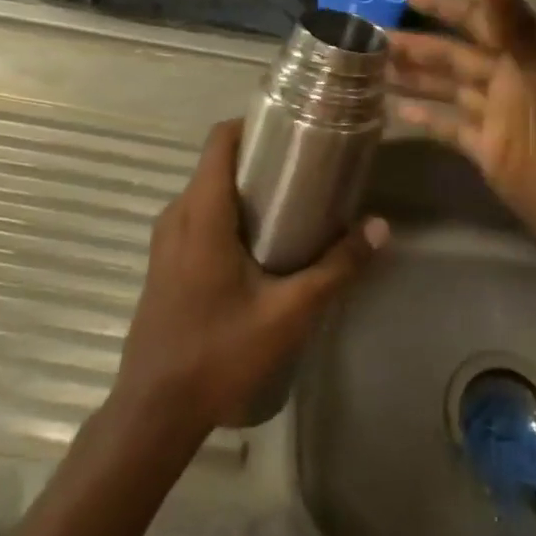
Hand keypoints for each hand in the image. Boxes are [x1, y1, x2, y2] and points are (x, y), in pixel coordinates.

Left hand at [114, 118, 387, 431]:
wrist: (155, 411)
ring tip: (293, 203)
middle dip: (260, 158)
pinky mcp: (164, 263)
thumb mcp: (288, 312)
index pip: (220, 140)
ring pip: (207, 192)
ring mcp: (165, 240)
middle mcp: (177, 215)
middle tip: (307, 169)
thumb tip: (380, 228)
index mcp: (201, 212)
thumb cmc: (219, 353)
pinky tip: (262, 244)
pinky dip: (228, 213)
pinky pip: (198, 217)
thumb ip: (336, 268)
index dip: (254, 124)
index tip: (294, 128)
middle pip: (217, 163)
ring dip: (245, 188)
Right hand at [389, 0, 535, 303]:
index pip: (479, 21)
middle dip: (415, 44)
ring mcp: (495, 117)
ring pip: (446, 87)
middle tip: (370, 36)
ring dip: (413, 76)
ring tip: (371, 67)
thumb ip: (518, 29)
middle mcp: (507, 82)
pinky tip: (396, 108)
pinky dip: (425, 116)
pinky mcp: (486, 149)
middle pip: (454, 55)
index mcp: (524, 61)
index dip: (446, 5)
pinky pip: (449, 125)